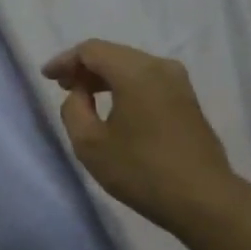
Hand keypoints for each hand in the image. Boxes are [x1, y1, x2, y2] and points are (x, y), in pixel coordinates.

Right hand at [42, 40, 236, 232]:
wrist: (203, 199)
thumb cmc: (141, 171)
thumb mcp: (90, 144)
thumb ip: (74, 110)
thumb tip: (80, 95)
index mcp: (136, 71)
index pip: (92, 50)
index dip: (66, 61)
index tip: (47, 77)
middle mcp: (160, 67)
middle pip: (114, 54)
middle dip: (85, 68)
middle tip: (63, 87)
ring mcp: (179, 83)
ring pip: (133, 67)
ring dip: (106, 78)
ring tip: (85, 98)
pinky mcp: (188, 101)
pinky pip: (148, 82)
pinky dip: (126, 87)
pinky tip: (115, 108)